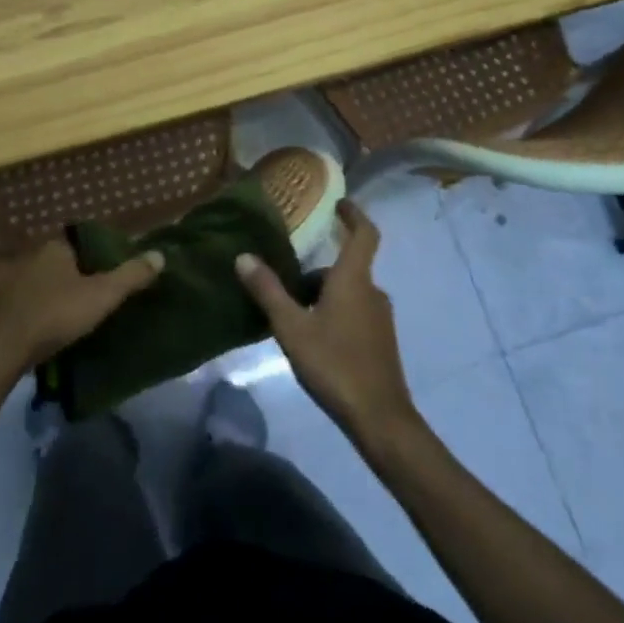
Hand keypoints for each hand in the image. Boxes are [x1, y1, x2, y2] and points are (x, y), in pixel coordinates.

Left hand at [0, 239, 163, 379]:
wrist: (0, 349)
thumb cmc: (55, 314)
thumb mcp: (101, 296)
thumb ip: (130, 276)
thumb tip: (160, 254)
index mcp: (55, 248)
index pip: (78, 241)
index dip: (93, 253)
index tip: (106, 270)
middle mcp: (30, 257)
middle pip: (57, 260)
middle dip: (71, 273)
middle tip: (89, 292)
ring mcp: (8, 281)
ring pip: (36, 281)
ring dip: (48, 292)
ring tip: (66, 311)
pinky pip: (16, 302)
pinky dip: (27, 309)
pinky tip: (36, 324)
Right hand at [236, 201, 419, 448]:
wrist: (380, 419)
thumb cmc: (335, 363)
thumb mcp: (292, 327)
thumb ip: (268, 291)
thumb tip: (243, 256)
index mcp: (354, 279)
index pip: (364, 233)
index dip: (354, 214)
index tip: (339, 203)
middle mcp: (372, 292)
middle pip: (346, 269)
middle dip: (318, 271)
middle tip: (286, 283)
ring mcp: (380, 319)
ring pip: (349, 293)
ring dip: (324, 295)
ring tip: (292, 314)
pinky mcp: (381, 343)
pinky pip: (355, 314)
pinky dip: (334, 314)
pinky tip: (313, 339)